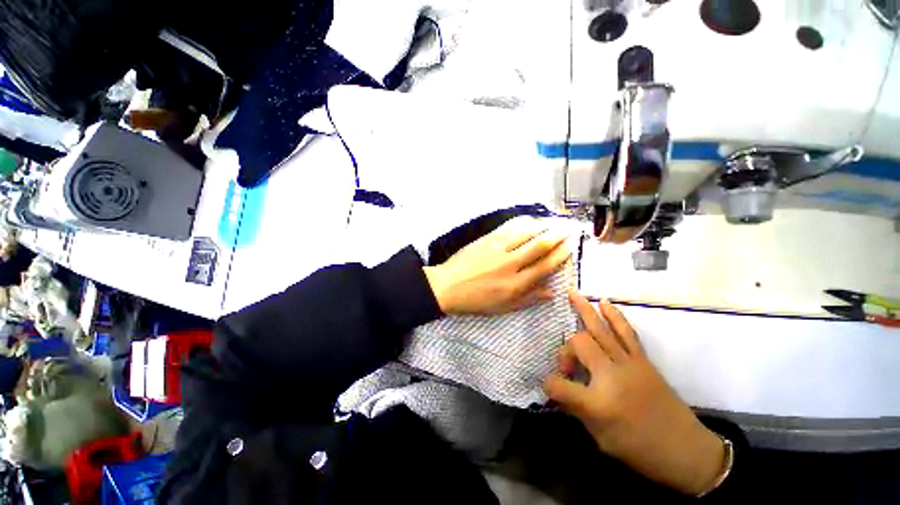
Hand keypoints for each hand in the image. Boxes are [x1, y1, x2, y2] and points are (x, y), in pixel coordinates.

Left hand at [423, 217, 569, 315]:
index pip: (545, 266)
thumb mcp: (504, 307)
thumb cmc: (476, 301)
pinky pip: (509, 228)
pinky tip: (531, 221)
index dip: (562, 255)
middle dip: (558, 236)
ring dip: (543, 226)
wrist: (447, 287)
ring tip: (554, 223)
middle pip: (540, 245)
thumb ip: (529, 299)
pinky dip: (523, 223)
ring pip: (526, 233)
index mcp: (515, 285)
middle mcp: (510, 265)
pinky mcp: (487, 239)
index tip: (571, 246)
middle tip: (570, 229)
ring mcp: (498, 249)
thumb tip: (552, 292)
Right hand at [543, 292, 725, 495]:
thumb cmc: (640, 451)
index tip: (550, 387)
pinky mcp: (643, 360)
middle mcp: (611, 376)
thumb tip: (558, 390)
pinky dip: (614, 315)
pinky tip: (603, 302)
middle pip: (578, 344)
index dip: (549, 384)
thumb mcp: (601, 439)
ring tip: (572, 293)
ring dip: (584, 309)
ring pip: (601, 330)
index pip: (559, 385)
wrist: (687, 451)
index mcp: (598, 403)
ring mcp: (629, 364)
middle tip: (567, 366)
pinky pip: (626, 332)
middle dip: (565, 350)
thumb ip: (576, 409)